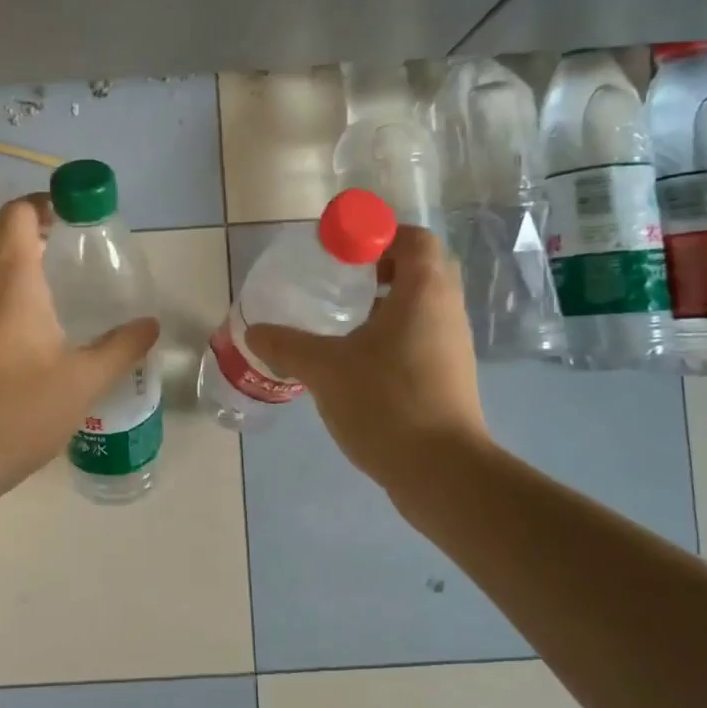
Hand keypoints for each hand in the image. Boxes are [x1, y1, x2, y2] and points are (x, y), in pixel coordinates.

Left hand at [0, 195, 158, 500]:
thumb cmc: (23, 410)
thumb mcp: (85, 380)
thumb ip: (122, 347)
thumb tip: (150, 324)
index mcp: (12, 285)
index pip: (15, 216)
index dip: (41, 203)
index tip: (72, 214)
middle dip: (19, 228)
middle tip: (57, 245)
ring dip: (7, 259)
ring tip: (51, 284)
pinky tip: (32, 328)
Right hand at [247, 226, 487, 494]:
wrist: (441, 472)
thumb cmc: (386, 402)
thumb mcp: (325, 369)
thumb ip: (287, 345)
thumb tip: (253, 332)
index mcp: (424, 291)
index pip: (413, 238)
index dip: (378, 235)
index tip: (342, 251)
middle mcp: (446, 310)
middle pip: (421, 267)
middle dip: (382, 266)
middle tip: (342, 279)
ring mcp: (453, 345)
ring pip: (423, 304)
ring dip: (388, 301)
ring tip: (345, 319)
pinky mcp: (450, 375)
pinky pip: (423, 334)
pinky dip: (395, 332)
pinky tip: (359, 359)